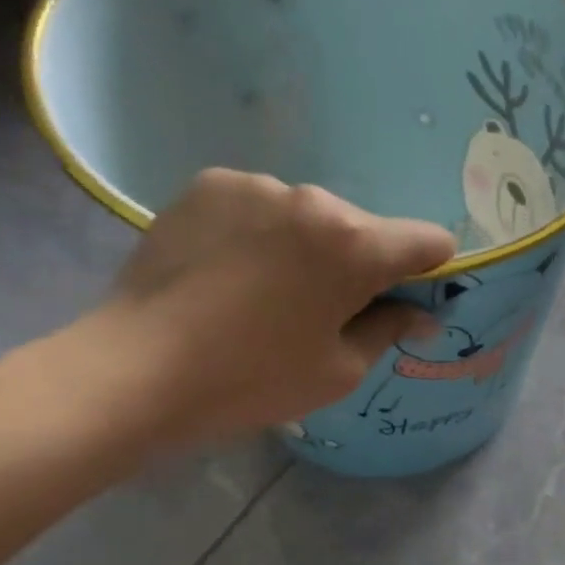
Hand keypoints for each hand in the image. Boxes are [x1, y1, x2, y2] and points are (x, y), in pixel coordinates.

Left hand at [78, 168, 454, 449]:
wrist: (133, 370)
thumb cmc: (252, 379)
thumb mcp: (339, 370)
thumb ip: (391, 329)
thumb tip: (422, 314)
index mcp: (355, 244)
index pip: (429, 241)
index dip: (430, 272)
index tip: (405, 301)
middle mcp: (312, 199)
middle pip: (366, 229)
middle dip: (361, 264)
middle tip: (325, 310)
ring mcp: (255, 186)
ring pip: (311, 217)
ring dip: (309, 246)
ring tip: (267, 292)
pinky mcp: (208, 186)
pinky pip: (262, 207)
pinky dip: (263, 233)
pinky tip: (231, 271)